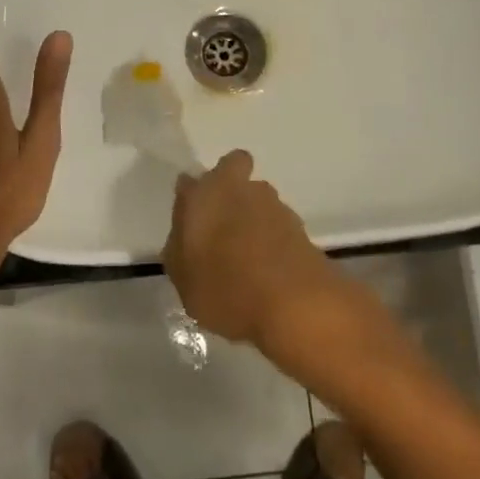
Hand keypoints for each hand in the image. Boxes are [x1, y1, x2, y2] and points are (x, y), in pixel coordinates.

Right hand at [163, 150, 348, 351]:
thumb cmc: (226, 289)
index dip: (190, 197)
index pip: (189, 181)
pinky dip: (272, 239)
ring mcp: (275, 205)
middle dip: (229, 190)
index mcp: (206, 194)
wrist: (295, 306)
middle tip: (221, 227)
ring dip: (253, 216)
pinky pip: (277, 224)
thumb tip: (184, 234)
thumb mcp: (183, 279)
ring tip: (247, 257)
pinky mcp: (300, 226)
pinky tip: (268, 270)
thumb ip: (179, 248)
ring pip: (258, 198)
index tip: (190, 221)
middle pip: (233, 172)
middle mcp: (241, 188)